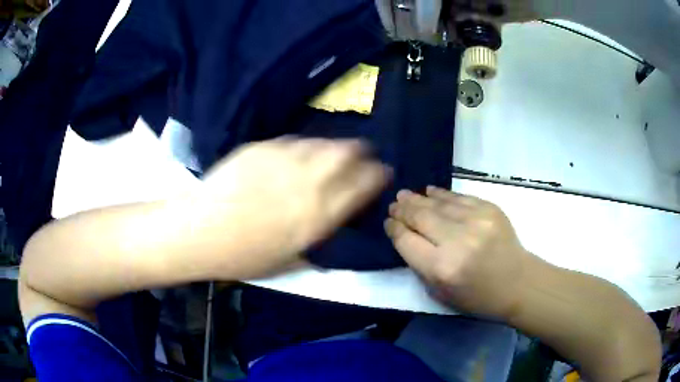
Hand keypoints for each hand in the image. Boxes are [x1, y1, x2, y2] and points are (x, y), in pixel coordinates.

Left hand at [190, 138, 389, 278]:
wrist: (199, 232)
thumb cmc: (243, 257)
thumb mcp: (288, 262)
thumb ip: (317, 241)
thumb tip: (333, 224)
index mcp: (317, 215)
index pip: (361, 187)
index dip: (377, 176)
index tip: (382, 172)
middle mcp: (306, 182)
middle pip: (346, 156)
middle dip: (362, 152)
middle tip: (365, 153)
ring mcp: (283, 160)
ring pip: (322, 143)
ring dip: (337, 145)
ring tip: (339, 149)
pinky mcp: (262, 148)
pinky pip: (294, 141)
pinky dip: (306, 145)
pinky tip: (303, 151)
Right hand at [384, 186, 536, 319]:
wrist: (517, 283)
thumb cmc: (477, 296)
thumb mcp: (440, 293)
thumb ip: (420, 265)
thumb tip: (406, 236)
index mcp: (441, 268)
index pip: (407, 241)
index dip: (394, 229)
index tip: (389, 223)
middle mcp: (457, 241)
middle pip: (420, 218)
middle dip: (403, 210)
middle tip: (394, 204)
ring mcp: (475, 221)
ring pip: (437, 204)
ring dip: (418, 199)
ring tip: (405, 195)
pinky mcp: (489, 209)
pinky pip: (458, 197)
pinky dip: (441, 194)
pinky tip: (430, 191)